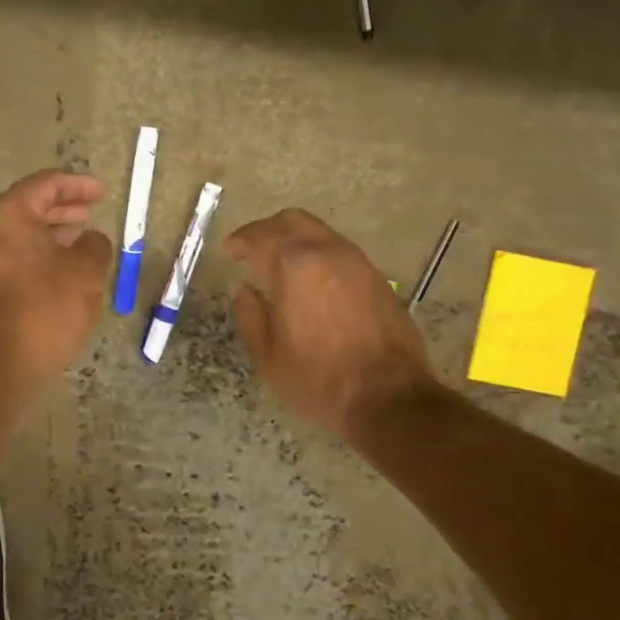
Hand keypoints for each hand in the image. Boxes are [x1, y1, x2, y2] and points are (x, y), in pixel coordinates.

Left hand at [0, 171, 114, 384]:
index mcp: (9, 213)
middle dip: (63, 210)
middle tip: (90, 214)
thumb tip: (91, 240)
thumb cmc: (44, 306)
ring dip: (52, 235)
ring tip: (82, 242)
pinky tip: (62, 271)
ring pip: (21, 234)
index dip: (78, 185)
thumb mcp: (86, 272)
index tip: (101, 192)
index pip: (46, 184)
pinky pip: (14, 257)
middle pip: (30, 207)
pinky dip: (39, 255)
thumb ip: (95, 246)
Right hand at [225, 209, 433, 439]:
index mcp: (294, 264)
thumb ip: (250, 316)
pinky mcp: (378, 279)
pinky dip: (320, 255)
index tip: (229, 251)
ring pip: (321, 232)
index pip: (259, 237)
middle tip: (253, 249)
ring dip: (296, 240)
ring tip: (283, 265)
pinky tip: (314, 281)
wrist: (389, 398)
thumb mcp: (268, 356)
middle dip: (268, 230)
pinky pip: (341, 252)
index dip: (240, 242)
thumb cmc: (319, 380)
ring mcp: (358, 262)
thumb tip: (245, 291)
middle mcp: (327, 251)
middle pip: (293, 220)